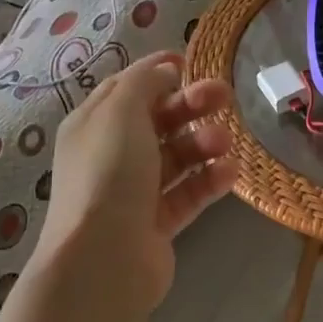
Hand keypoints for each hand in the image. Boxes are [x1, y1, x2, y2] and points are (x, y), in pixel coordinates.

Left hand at [33, 51, 237, 313]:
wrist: (103, 258)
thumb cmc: (109, 173)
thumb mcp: (121, 111)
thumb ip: (144, 82)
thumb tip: (164, 70)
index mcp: (93, 124)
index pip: (127, 88)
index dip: (157, 73)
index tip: (191, 63)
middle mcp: (110, 155)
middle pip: (157, 120)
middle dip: (190, 105)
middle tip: (225, 95)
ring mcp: (133, 191)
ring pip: (175, 157)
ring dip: (202, 143)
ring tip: (224, 142)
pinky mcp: (156, 223)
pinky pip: (187, 193)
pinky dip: (208, 181)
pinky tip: (229, 172)